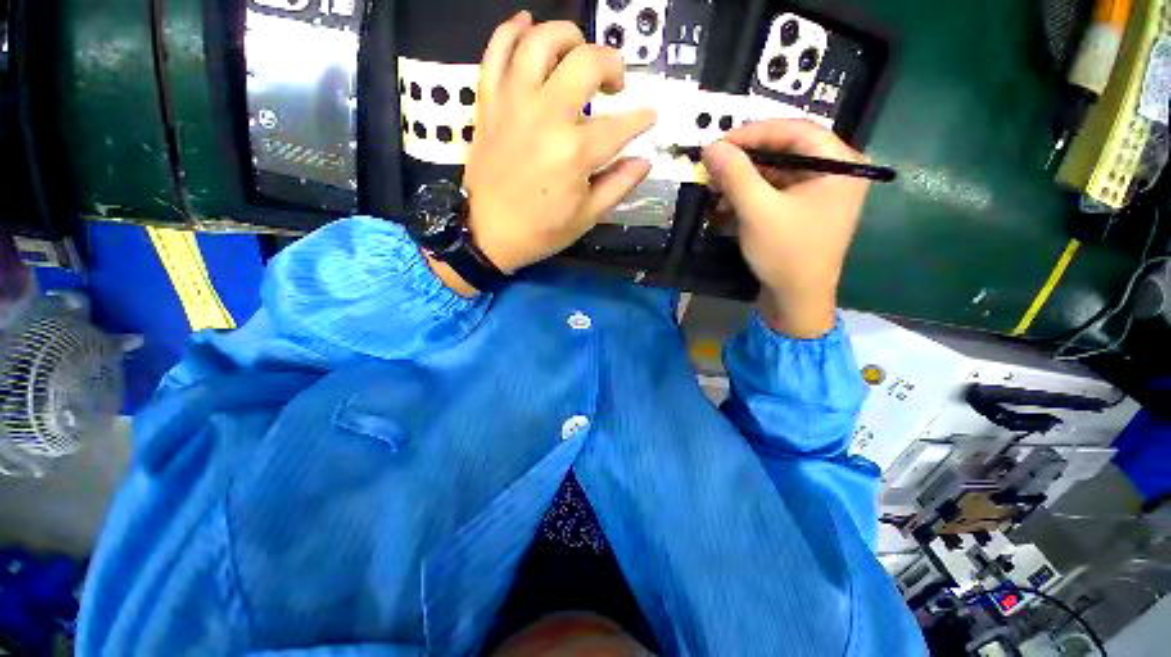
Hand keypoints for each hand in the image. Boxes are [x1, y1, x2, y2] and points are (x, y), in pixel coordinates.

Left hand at [462, 12, 656, 275]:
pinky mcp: (489, 100)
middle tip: (611, 82)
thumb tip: (645, 157)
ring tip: (576, 50)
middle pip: (587, 61)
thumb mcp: (589, 216)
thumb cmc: (537, 228)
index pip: (626, 121)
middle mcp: (545, 115)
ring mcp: (512, 102)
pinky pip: (494, 53)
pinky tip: (526, 21)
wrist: (479, 234)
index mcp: (575, 150)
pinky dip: (508, 31)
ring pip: (539, 43)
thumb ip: (622, 181)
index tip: (646, 117)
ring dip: (566, 36)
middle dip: (612, 63)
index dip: (642, 118)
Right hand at [702, 120, 869, 338]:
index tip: (721, 143)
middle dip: (750, 151)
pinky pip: (784, 179)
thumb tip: (711, 145)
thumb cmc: (788, 256)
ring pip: (783, 160)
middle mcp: (840, 170)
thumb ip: (734, 170)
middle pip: (789, 142)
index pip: (796, 128)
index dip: (755, 131)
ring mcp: (828, 187)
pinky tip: (731, 194)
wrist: (800, 305)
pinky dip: (757, 184)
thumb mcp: (757, 209)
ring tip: (718, 180)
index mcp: (841, 166)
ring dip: (750, 169)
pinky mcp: (815, 202)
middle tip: (718, 158)